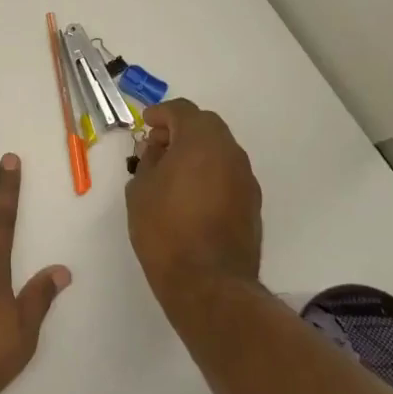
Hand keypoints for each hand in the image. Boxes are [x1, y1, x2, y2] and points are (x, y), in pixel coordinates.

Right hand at [125, 99, 262, 297]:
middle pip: (206, 126)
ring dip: (197, 152)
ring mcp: (246, 178)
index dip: (160, 113)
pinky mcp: (252, 203)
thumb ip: (148, 162)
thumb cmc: (165, 230)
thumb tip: (157, 151)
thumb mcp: (140, 190)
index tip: (145, 124)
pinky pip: (228, 174)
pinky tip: (191, 195)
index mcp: (201, 141)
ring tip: (172, 172)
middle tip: (157, 146)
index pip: (182, 111)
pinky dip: (210, 173)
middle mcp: (230, 152)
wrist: (208, 282)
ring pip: (220, 150)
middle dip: (180, 130)